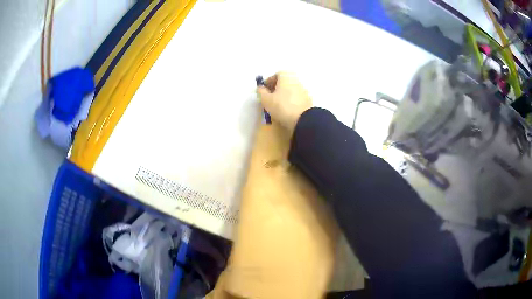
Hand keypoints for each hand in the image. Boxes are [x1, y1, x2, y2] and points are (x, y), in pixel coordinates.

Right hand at [257, 72, 311, 133]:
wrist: (303, 120)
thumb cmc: (282, 106)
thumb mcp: (266, 100)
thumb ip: (261, 92)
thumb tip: (260, 88)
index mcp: (286, 76)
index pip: (276, 75)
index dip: (268, 82)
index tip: (263, 91)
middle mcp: (296, 80)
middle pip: (284, 82)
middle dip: (276, 88)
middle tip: (269, 98)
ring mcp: (304, 90)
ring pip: (290, 90)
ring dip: (283, 95)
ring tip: (277, 106)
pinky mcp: (308, 100)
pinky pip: (296, 97)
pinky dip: (291, 101)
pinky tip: (286, 110)